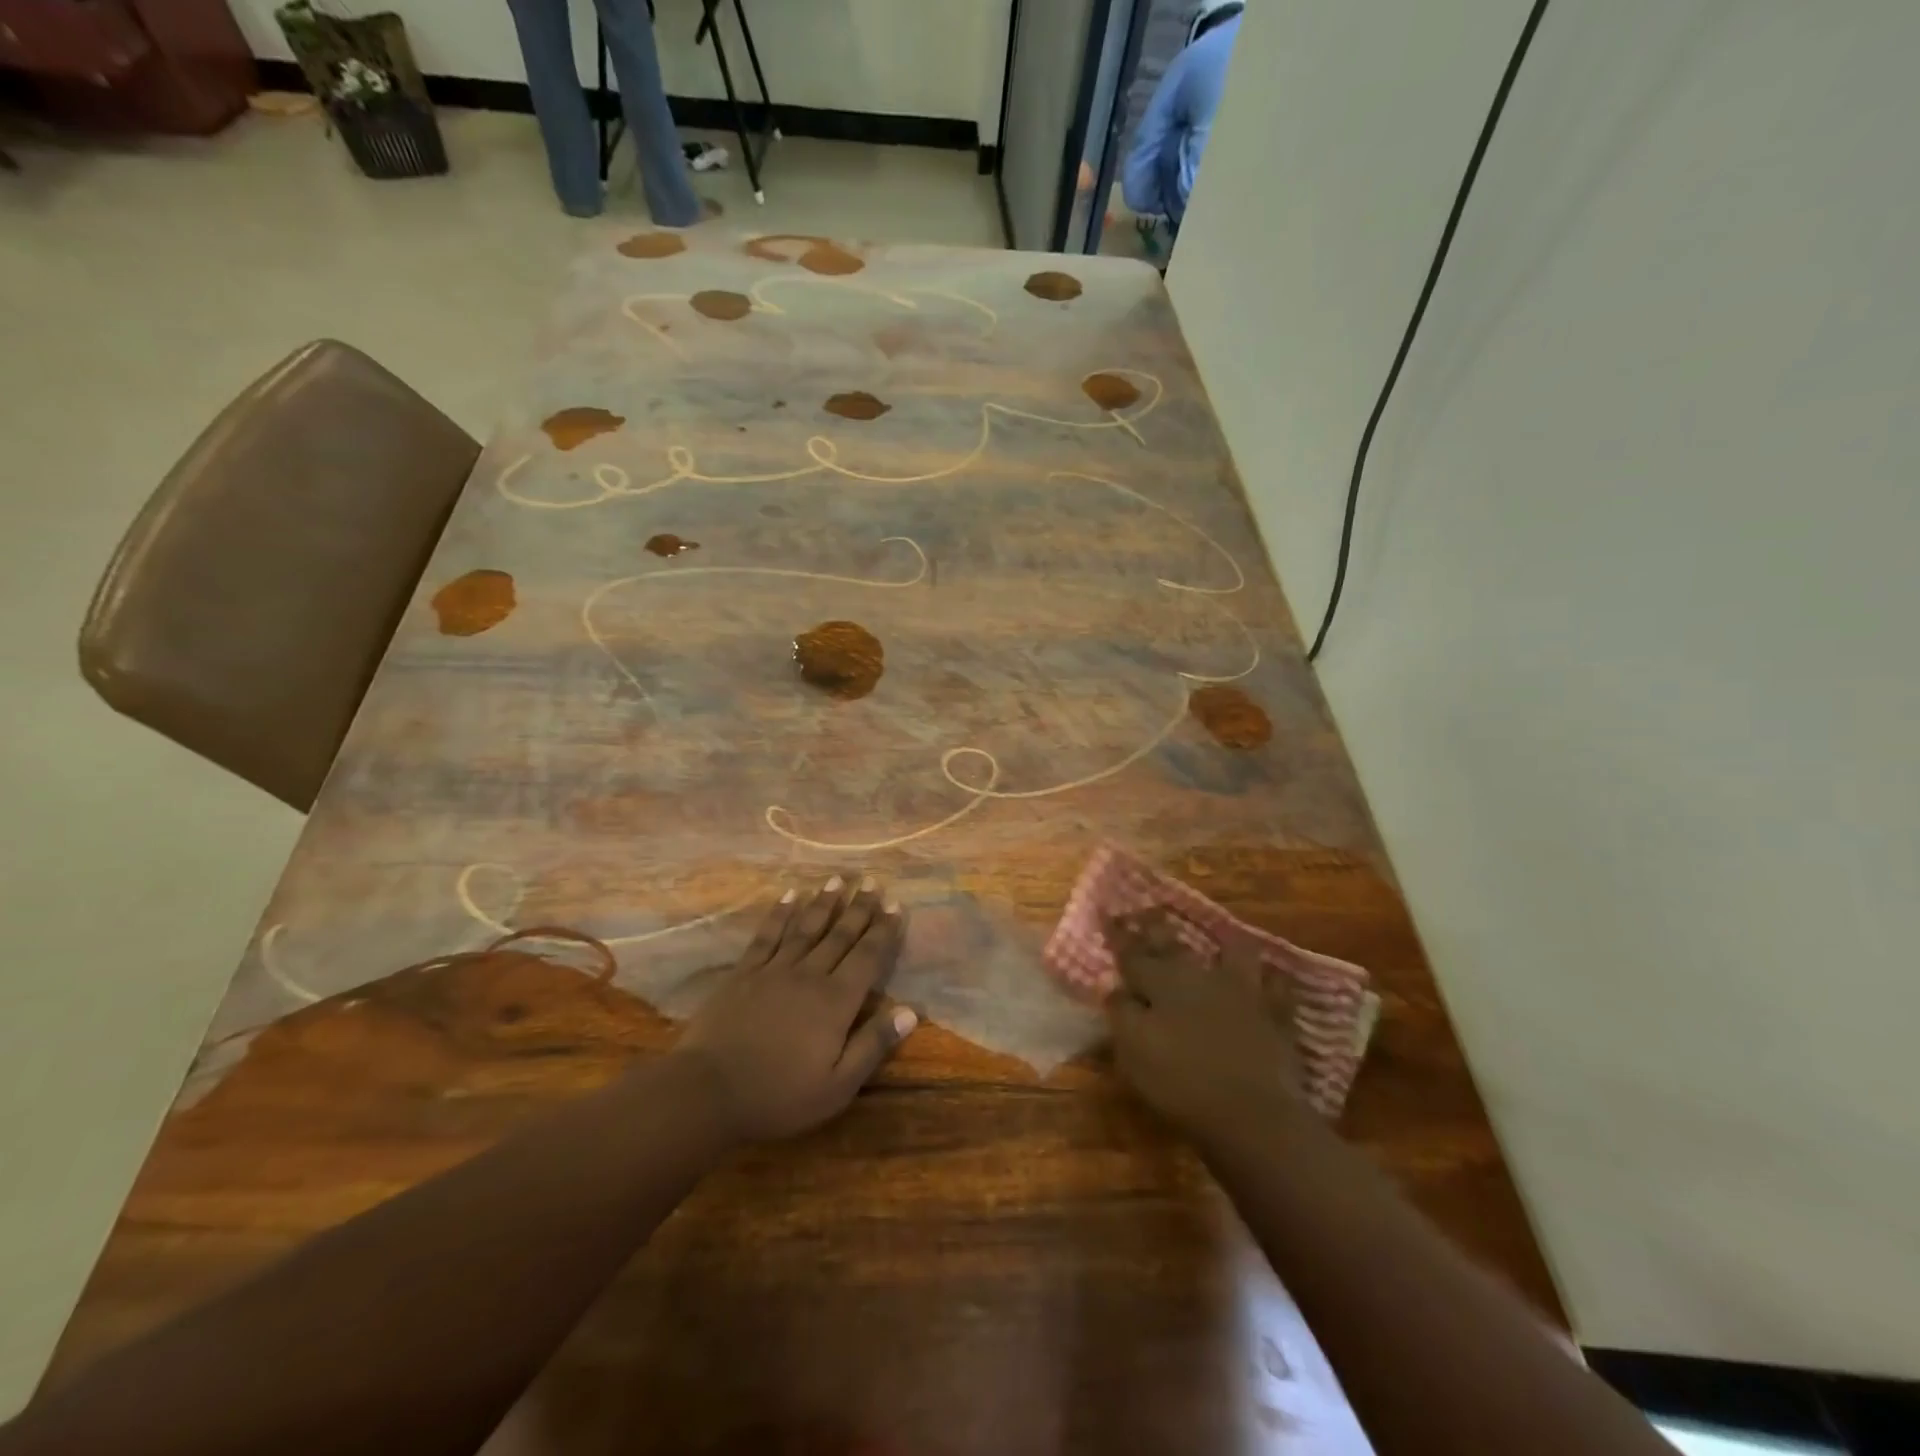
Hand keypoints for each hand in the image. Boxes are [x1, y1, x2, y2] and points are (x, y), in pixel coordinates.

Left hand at [675, 876, 916, 1143]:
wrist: (708, 1091)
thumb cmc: (779, 1095)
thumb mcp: (837, 1086)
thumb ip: (873, 1045)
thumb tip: (910, 1012)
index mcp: (836, 1002)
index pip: (868, 957)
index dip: (883, 930)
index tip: (895, 904)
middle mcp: (809, 975)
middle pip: (840, 935)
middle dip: (860, 907)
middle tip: (873, 881)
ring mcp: (774, 970)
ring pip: (806, 927)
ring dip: (824, 902)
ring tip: (839, 879)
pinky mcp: (744, 973)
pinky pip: (767, 935)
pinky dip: (780, 913)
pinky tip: (789, 895)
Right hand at [1102, 909, 1306, 1144]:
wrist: (1252, 1113)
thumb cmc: (1180, 1082)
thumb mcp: (1133, 1050)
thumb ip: (1121, 1012)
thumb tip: (1113, 987)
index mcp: (1161, 983)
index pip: (1132, 952)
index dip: (1118, 934)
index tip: (1105, 912)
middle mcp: (1200, 977)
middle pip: (1174, 945)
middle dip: (1157, 928)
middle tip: (1148, 911)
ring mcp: (1242, 992)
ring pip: (1233, 953)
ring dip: (1223, 944)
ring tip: (1220, 937)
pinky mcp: (1274, 1015)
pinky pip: (1276, 986)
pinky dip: (1271, 979)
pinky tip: (1270, 975)